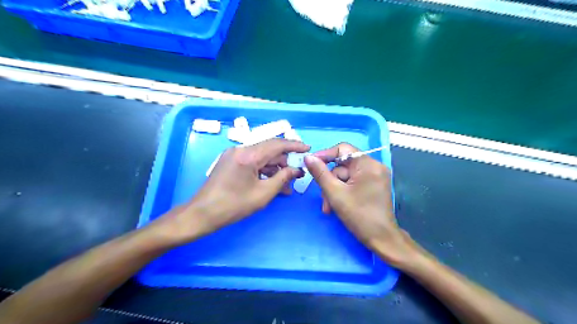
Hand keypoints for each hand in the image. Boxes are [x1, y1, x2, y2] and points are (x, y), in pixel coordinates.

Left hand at [155, 138, 311, 243]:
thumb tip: (296, 170)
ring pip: (261, 157)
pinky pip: (252, 162)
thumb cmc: (233, 205)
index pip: (277, 144)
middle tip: (297, 174)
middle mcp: (240, 149)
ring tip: (286, 184)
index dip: (294, 145)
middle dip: (285, 161)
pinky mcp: (230, 162)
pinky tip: (272, 183)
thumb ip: (282, 178)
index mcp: (248, 155)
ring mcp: (234, 155)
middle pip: (269, 150)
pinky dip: (263, 170)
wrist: (202, 214)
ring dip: (274, 168)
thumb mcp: (263, 193)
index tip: (308, 148)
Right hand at [306, 143, 419, 266]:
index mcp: (368, 164)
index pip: (343, 149)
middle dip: (330, 181)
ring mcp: (375, 176)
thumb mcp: (335, 193)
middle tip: (323, 197)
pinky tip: (336, 205)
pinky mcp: (374, 185)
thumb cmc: (359, 215)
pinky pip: (353, 182)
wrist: (381, 239)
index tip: (311, 164)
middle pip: (343, 165)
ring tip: (328, 207)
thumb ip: (320, 173)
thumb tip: (308, 157)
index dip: (325, 155)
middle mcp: (374, 166)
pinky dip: (342, 192)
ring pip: (345, 176)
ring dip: (334, 190)